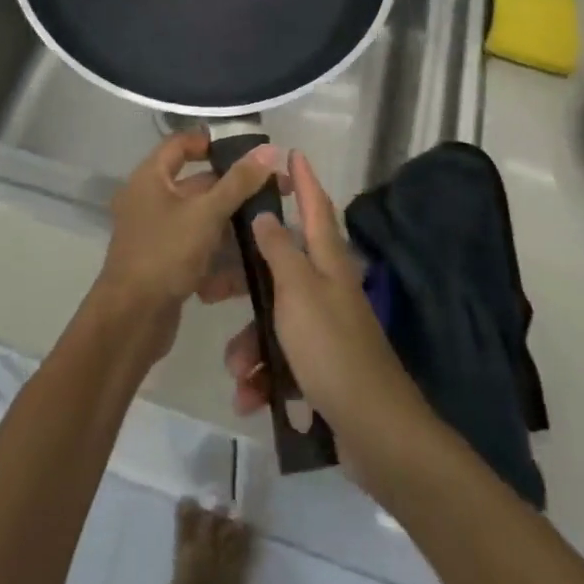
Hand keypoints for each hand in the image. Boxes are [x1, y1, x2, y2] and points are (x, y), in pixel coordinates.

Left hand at [88, 131, 278, 365]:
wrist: (131, 320)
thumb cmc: (165, 253)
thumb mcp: (206, 213)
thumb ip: (238, 182)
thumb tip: (269, 150)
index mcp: (150, 178)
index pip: (180, 145)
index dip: (210, 143)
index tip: (246, 151)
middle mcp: (149, 201)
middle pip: (196, 185)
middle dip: (233, 190)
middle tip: (273, 192)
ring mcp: (156, 235)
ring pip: (200, 221)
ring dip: (231, 226)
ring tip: (269, 229)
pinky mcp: (164, 265)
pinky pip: (197, 251)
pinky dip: (219, 258)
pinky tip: (248, 270)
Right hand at [217, 151, 427, 480]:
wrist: (374, 429)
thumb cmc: (331, 347)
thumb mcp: (297, 291)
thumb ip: (278, 250)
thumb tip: (266, 214)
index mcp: (327, 262)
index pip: (315, 207)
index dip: (304, 180)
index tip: (291, 154)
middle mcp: (327, 288)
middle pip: (279, 268)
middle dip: (243, 281)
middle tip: (209, 287)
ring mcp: (324, 328)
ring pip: (273, 321)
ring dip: (249, 344)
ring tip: (238, 372)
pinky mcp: (320, 366)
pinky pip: (281, 360)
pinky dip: (264, 376)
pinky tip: (252, 398)